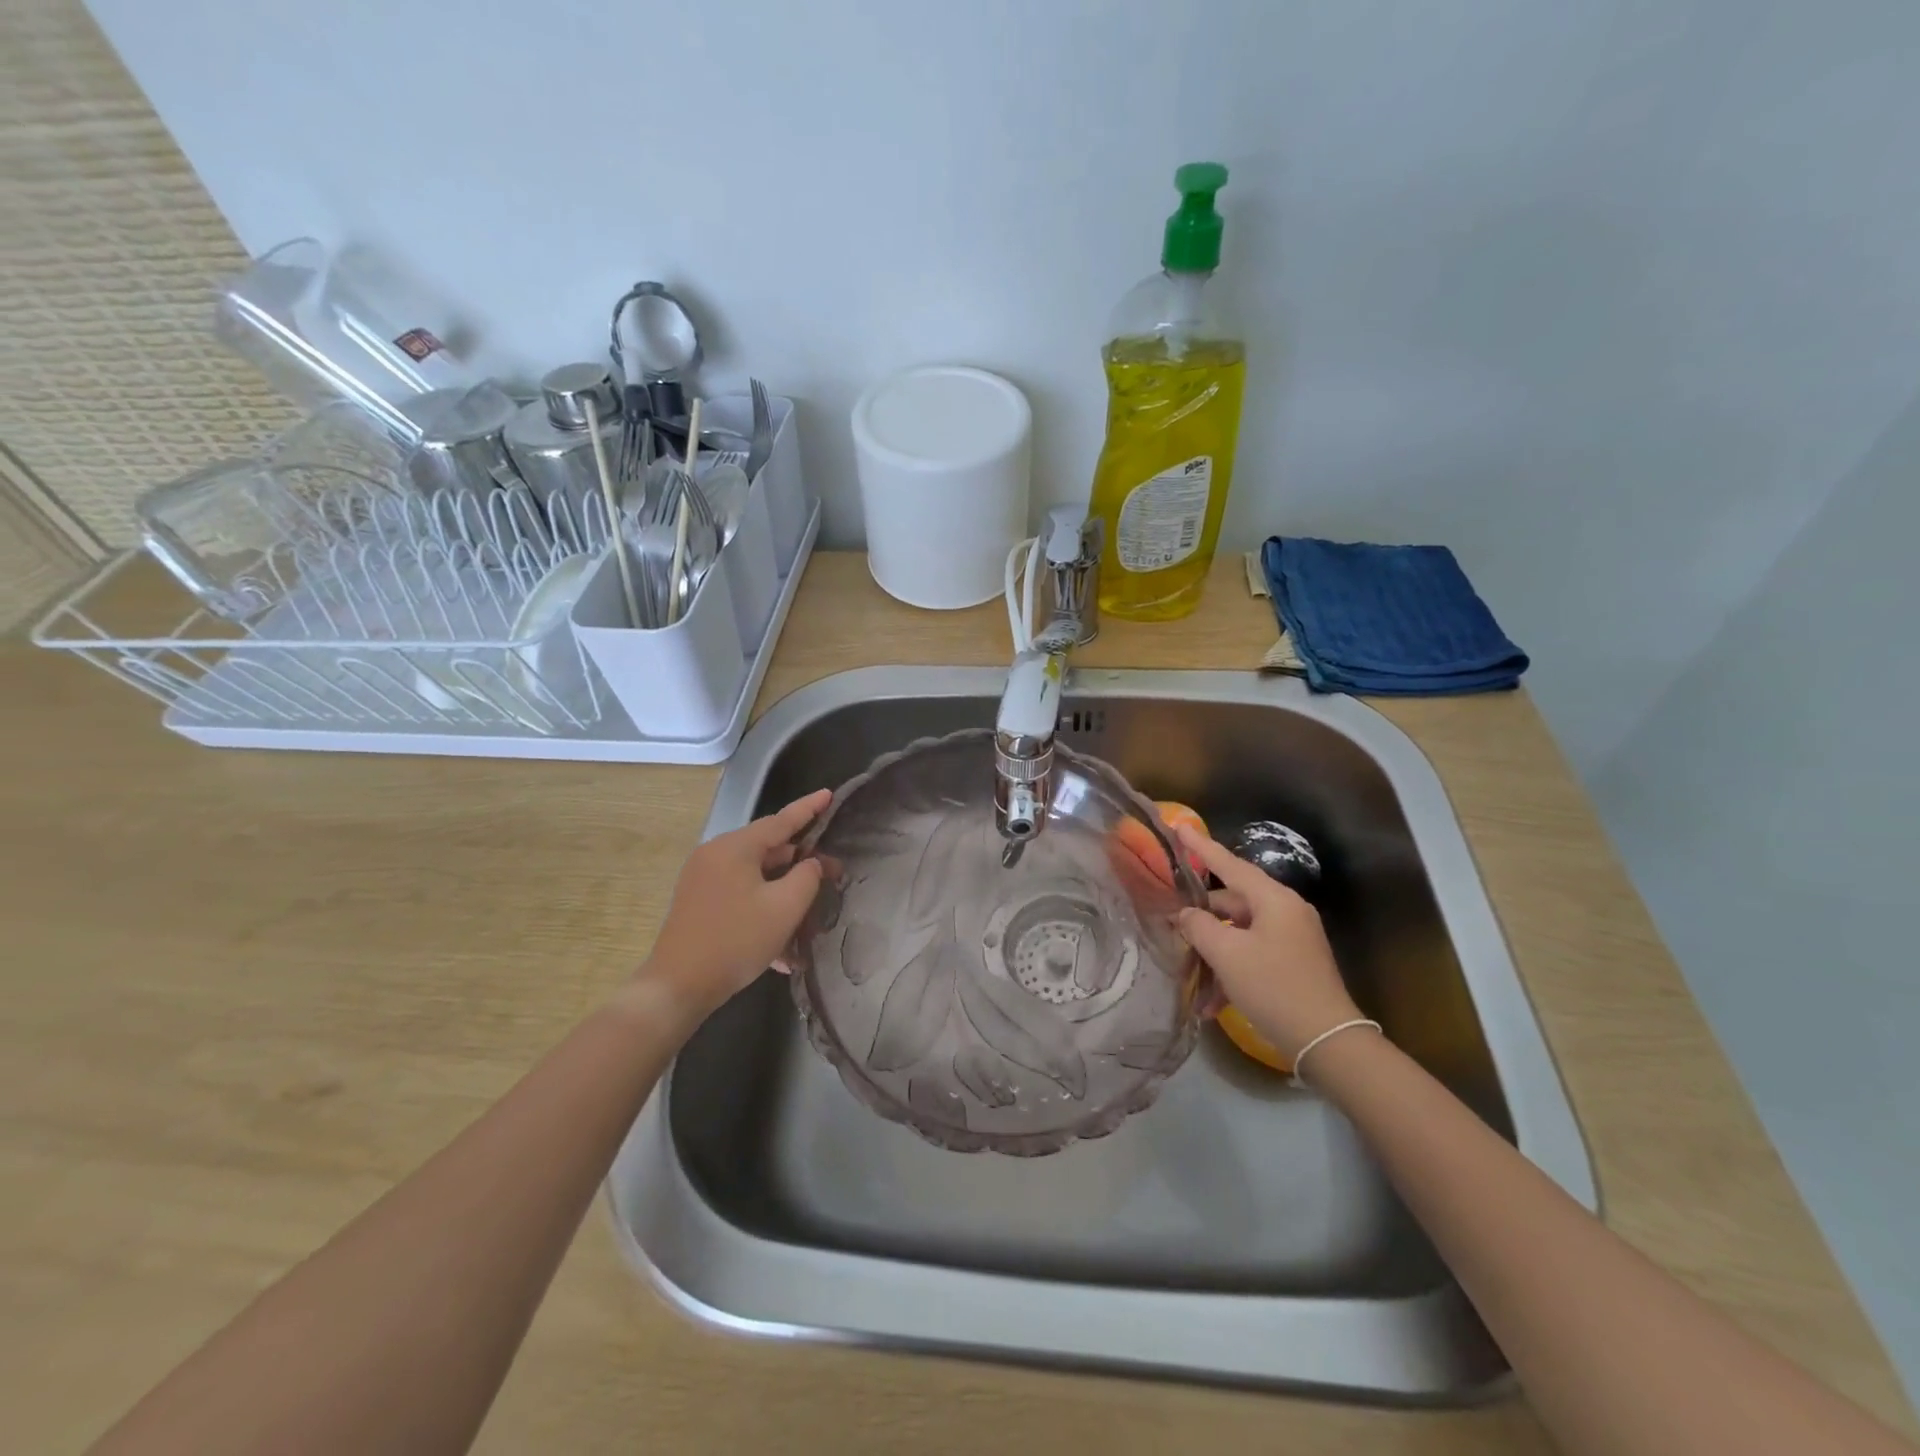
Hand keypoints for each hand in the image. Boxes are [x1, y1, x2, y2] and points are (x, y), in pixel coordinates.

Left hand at [638, 789, 831, 1015]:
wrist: (677, 987)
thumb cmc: (736, 941)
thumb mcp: (784, 908)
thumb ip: (806, 877)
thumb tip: (810, 863)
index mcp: (735, 848)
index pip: (781, 820)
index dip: (809, 808)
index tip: (829, 795)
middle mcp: (716, 855)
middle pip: (769, 850)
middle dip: (802, 863)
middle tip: (833, 875)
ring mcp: (703, 880)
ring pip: (756, 877)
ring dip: (784, 893)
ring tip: (811, 916)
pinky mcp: (699, 903)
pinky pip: (741, 895)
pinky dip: (764, 910)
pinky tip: (783, 947)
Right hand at [1173, 824, 1362, 1059]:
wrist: (1327, 1042)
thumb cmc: (1274, 987)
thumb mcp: (1226, 954)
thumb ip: (1198, 926)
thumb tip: (1184, 915)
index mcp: (1274, 900)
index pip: (1229, 864)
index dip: (1201, 847)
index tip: (1179, 827)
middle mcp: (1285, 912)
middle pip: (1231, 902)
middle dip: (1200, 919)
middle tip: (1171, 928)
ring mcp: (1291, 939)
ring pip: (1238, 933)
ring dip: (1213, 954)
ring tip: (1190, 978)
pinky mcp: (1293, 964)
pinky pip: (1252, 955)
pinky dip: (1231, 972)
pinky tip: (1211, 1004)